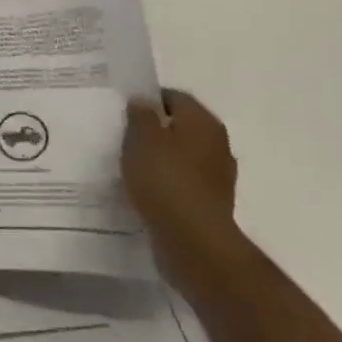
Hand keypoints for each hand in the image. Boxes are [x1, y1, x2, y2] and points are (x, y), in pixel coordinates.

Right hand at [122, 90, 249, 302]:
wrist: (194, 243)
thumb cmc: (165, 180)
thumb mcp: (141, 138)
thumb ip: (140, 114)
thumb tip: (143, 103)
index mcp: (203, 121)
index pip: (174, 97)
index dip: (147, 101)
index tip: (124, 112)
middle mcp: (217, 144)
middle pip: (180, 127)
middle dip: (154, 130)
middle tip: (125, 137)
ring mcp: (217, 177)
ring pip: (182, 156)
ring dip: (161, 159)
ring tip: (132, 166)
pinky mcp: (211, 205)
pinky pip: (183, 183)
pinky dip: (167, 184)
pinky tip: (146, 192)